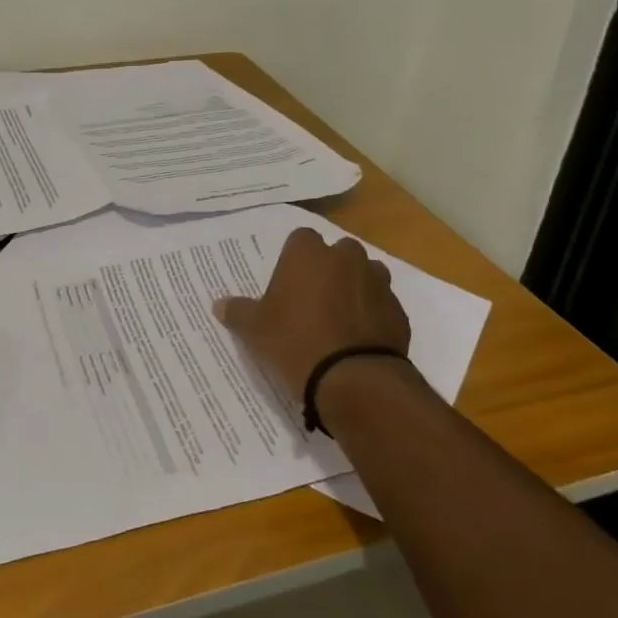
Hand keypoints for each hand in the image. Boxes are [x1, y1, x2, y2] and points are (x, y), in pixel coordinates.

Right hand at [215, 228, 410, 419]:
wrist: (354, 379)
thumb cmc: (295, 342)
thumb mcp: (255, 330)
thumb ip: (238, 312)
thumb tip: (219, 304)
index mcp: (308, 254)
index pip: (300, 239)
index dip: (294, 259)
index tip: (287, 283)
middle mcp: (346, 258)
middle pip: (337, 252)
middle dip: (329, 269)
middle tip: (312, 300)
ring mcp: (378, 282)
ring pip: (365, 274)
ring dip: (355, 288)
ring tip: (339, 319)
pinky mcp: (398, 311)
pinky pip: (382, 304)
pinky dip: (373, 315)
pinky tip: (359, 339)